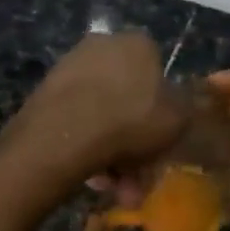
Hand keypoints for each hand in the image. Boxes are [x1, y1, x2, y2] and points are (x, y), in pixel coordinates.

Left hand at [2, 33, 187, 186]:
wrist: (64, 135)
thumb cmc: (131, 120)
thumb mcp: (178, 119)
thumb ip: (183, 110)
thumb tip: (177, 106)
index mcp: (138, 43)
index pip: (158, 72)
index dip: (162, 110)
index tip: (160, 142)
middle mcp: (103, 45)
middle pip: (128, 99)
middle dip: (135, 142)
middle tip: (137, 177)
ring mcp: (71, 67)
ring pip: (102, 114)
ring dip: (112, 153)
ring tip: (112, 187)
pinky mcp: (46, 92)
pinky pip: (77, 121)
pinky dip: (86, 147)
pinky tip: (90, 178)